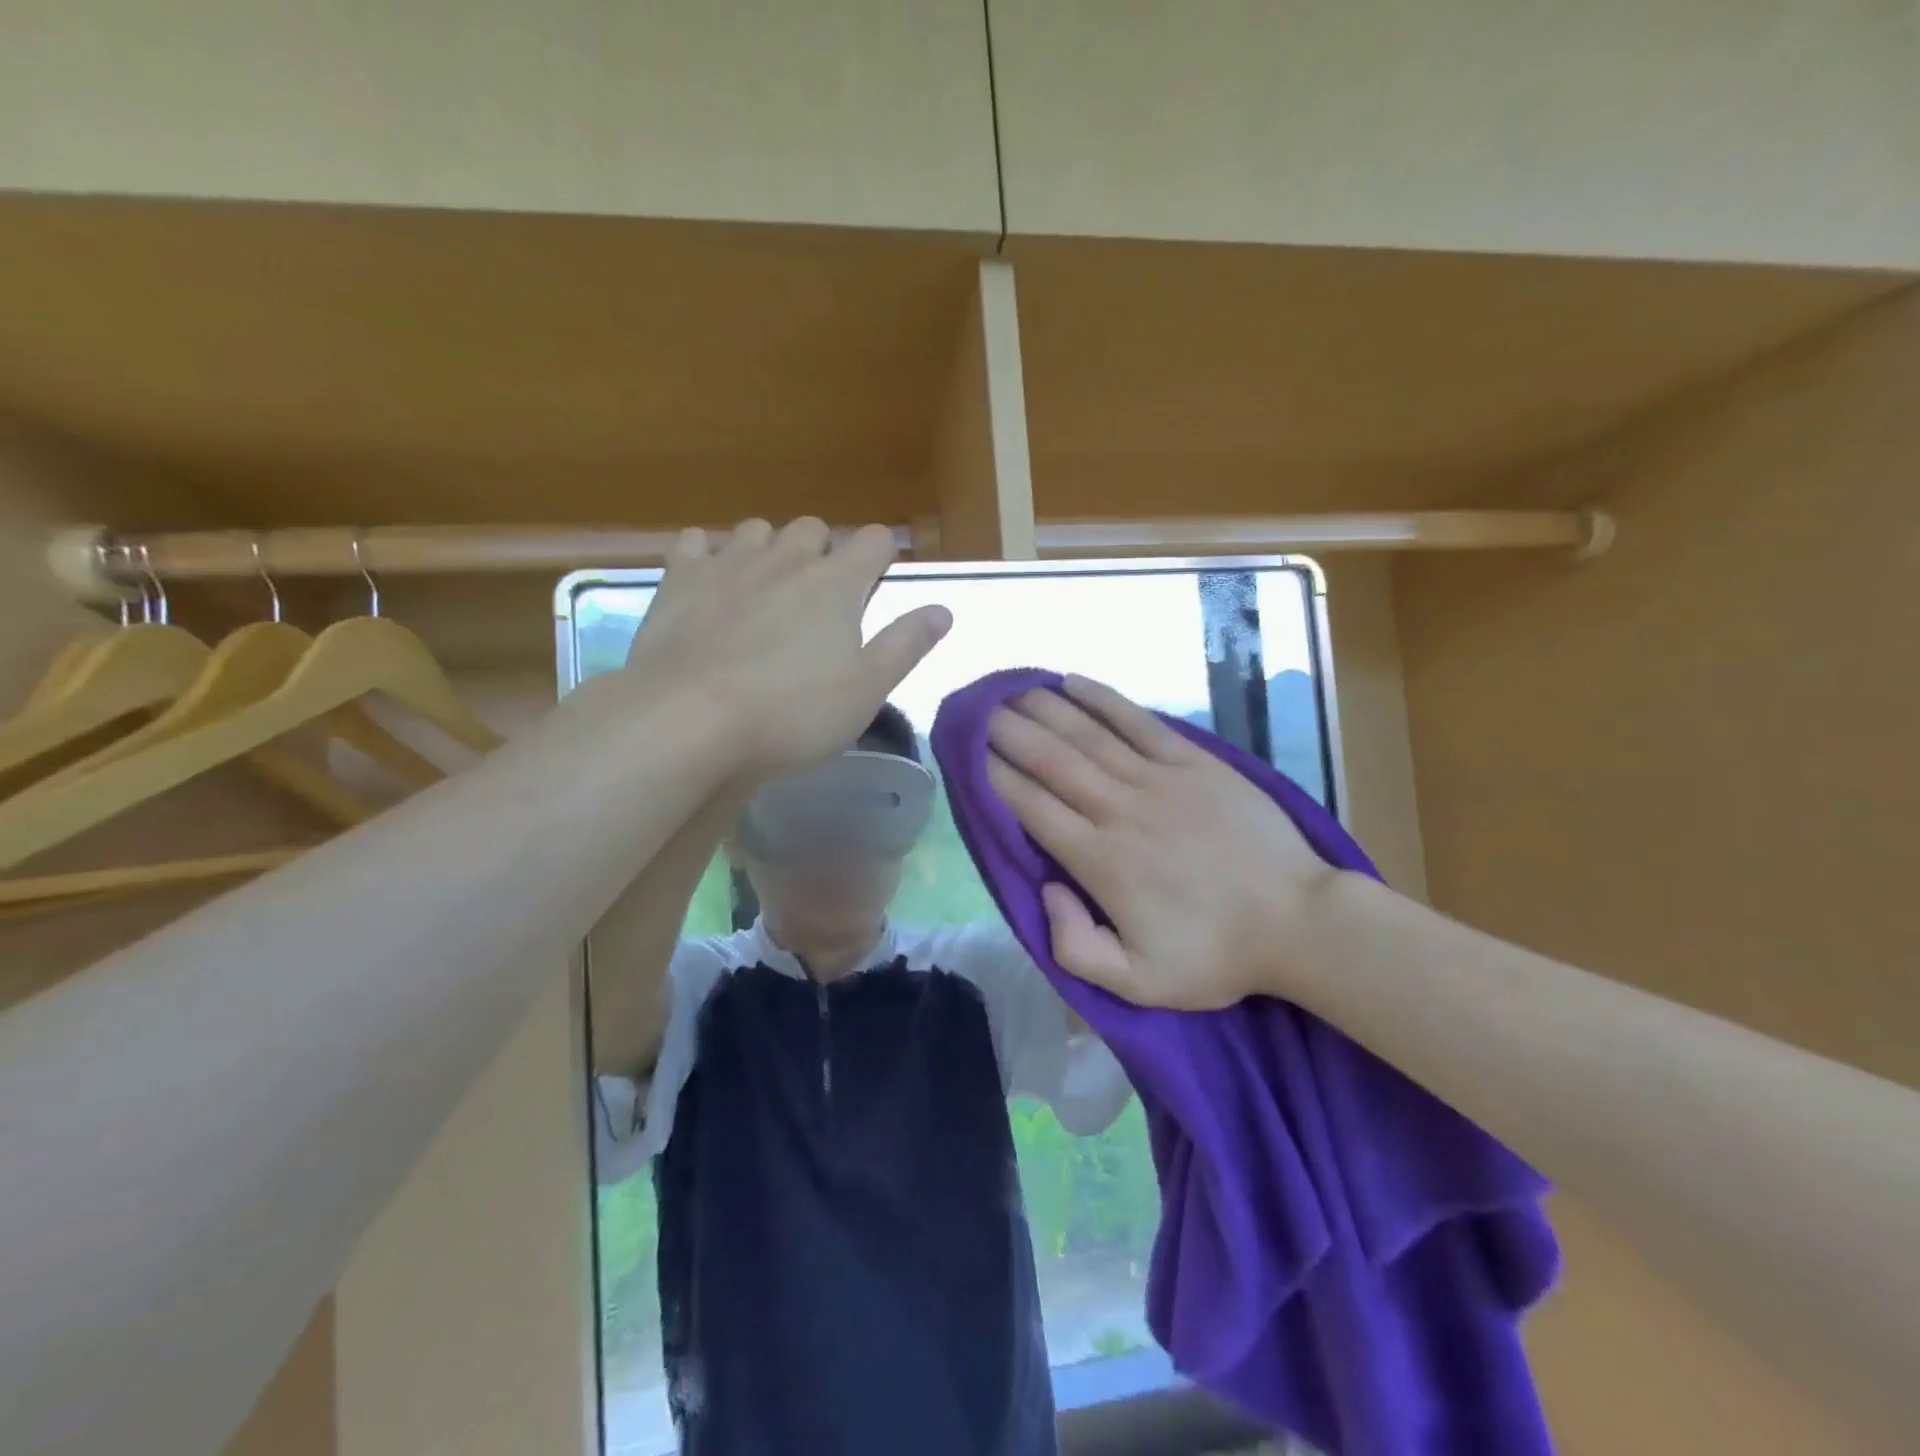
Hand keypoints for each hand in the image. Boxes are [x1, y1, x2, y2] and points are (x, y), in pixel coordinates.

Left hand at [620, 518, 950, 774]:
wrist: (690, 719)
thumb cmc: (792, 712)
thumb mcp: (866, 689)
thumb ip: (906, 644)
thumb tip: (942, 610)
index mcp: (837, 584)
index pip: (873, 541)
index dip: (881, 554)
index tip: (878, 579)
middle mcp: (785, 559)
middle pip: (813, 528)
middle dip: (823, 551)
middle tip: (819, 597)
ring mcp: (728, 563)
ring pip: (757, 530)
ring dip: (769, 549)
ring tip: (765, 589)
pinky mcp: (679, 579)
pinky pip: (696, 543)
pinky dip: (707, 554)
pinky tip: (708, 581)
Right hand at [986, 676, 1337, 1009]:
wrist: (1299, 923)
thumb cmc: (1215, 955)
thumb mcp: (1137, 984)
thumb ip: (1075, 947)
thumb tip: (1046, 889)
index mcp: (1099, 861)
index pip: (1031, 807)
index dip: (995, 776)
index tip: (969, 753)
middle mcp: (1119, 809)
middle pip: (1050, 760)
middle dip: (1007, 731)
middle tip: (977, 710)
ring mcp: (1159, 780)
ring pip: (1087, 734)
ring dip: (1044, 707)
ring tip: (1011, 688)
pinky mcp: (1194, 762)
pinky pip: (1139, 721)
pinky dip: (1104, 699)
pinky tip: (1074, 681)